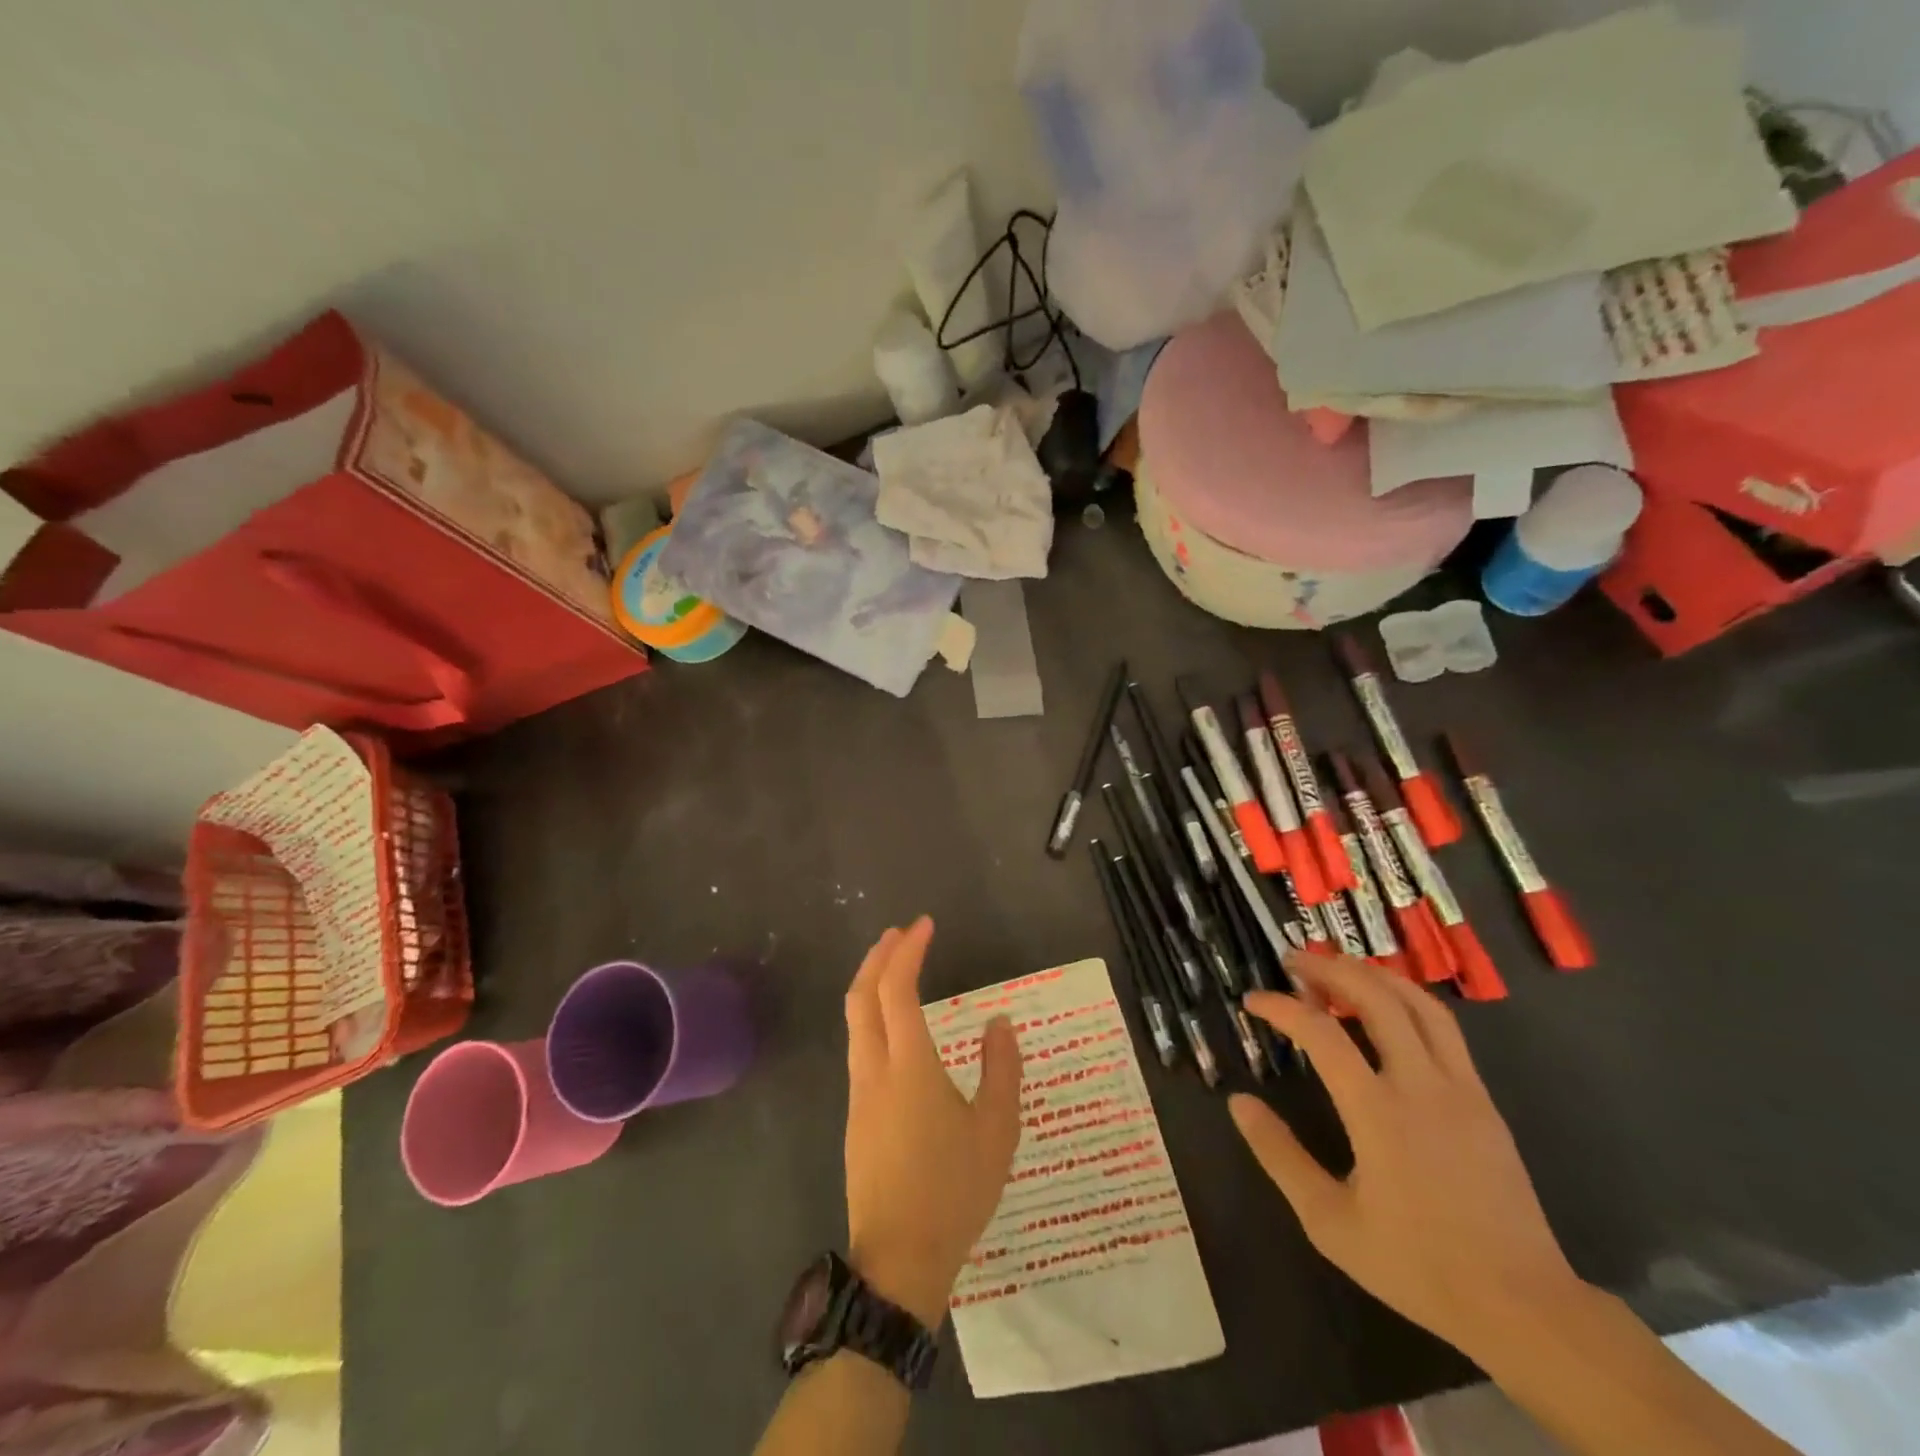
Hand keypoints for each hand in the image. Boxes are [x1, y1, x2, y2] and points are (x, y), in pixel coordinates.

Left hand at [843, 917, 1022, 1326]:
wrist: (899, 1260)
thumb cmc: (954, 1191)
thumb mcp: (996, 1130)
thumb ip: (1001, 1069)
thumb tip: (999, 1022)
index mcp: (909, 1066)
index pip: (898, 989)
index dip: (908, 951)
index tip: (924, 925)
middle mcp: (875, 1069)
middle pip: (862, 997)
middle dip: (878, 957)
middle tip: (901, 934)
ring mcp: (859, 1093)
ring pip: (855, 1022)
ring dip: (871, 985)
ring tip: (896, 969)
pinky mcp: (856, 1116)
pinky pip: (859, 1047)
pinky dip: (872, 1016)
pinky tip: (895, 1028)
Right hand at [1230, 952, 1584, 1359]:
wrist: (1523, 1307)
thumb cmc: (1417, 1265)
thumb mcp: (1329, 1221)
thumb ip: (1279, 1155)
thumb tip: (1238, 1102)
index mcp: (1378, 1112)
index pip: (1320, 1032)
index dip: (1280, 1006)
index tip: (1252, 1000)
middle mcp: (1421, 1084)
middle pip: (1375, 997)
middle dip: (1329, 968)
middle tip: (1295, 960)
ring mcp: (1461, 1088)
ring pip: (1418, 1003)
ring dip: (1373, 975)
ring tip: (1339, 967)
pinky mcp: (1484, 1101)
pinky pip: (1445, 1029)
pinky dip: (1408, 1000)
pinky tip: (1389, 1008)